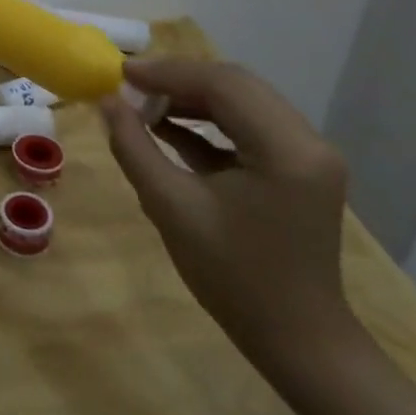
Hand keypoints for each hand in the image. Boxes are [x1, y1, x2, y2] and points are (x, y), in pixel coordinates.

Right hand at [100, 59, 357, 373]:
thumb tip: (107, 101)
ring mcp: (308, 155)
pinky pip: (249, 125)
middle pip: (236, 85)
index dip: (168, 73)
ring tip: (143, 106)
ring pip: (242, 101)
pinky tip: (168, 127)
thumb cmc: (233, 278)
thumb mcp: (171, 208)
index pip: (223, 84)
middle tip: (128, 86)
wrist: (297, 341)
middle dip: (178, 80)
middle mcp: (308, 141)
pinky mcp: (299, 168)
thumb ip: (135, 147)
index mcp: (286, 150)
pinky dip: (208, 121)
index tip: (120, 72)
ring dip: (192, 98)